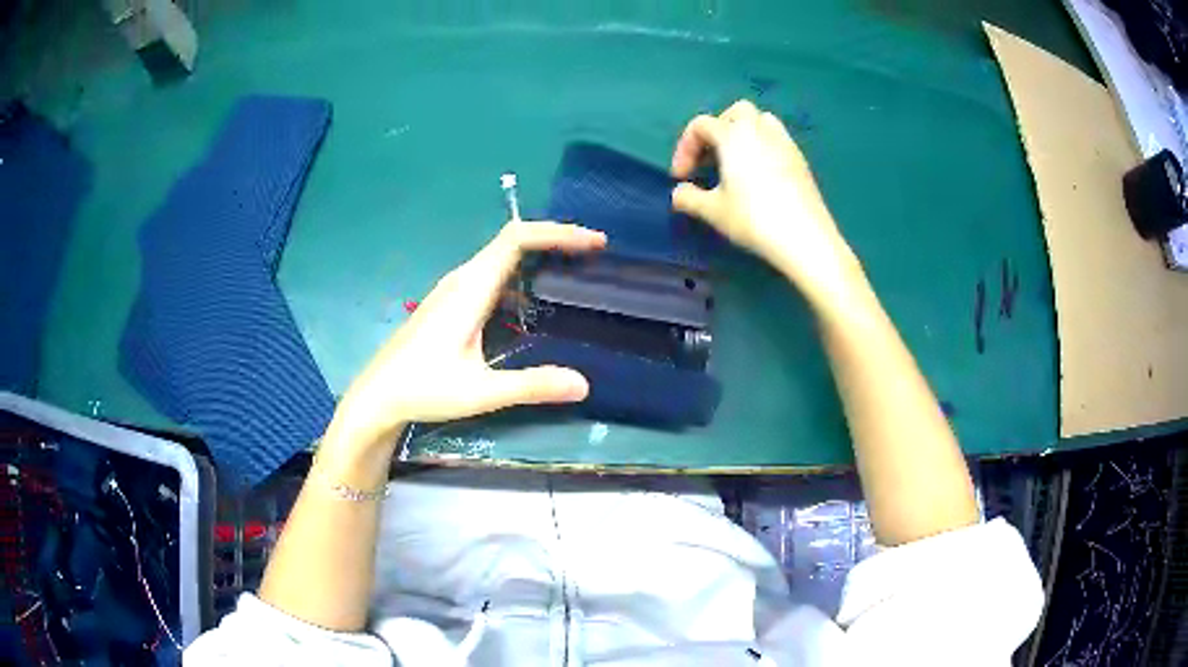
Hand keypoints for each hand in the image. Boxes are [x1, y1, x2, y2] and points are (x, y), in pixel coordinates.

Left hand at [326, 221, 606, 451]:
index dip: (557, 233)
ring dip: (539, 257)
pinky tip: (534, 301)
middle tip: (594, 255)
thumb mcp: (480, 392)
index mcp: (470, 289)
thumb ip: (531, 386)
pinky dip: (521, 275)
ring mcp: (453, 289)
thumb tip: (584, 384)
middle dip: (556, 241)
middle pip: (512, 241)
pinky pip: (491, 275)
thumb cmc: (422, 388)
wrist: (377, 395)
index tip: (593, 243)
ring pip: (501, 258)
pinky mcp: (450, 303)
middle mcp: (462, 279)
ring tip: (574, 271)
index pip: (516, 239)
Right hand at [671, 99, 860, 302]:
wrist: (804, 237)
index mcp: (734, 135)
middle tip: (711, 158)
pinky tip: (761, 176)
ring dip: (744, 133)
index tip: (681, 176)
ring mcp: (785, 143)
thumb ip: (689, 198)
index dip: (685, 147)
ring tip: (737, 162)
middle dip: (718, 129)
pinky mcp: (801, 160)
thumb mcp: (713, 211)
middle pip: (735, 112)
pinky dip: (763, 147)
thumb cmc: (753, 219)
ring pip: (761, 121)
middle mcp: (760, 130)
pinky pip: (778, 140)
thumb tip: (678, 193)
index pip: (701, 125)